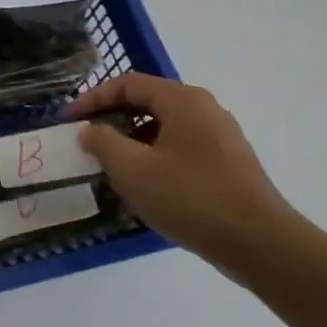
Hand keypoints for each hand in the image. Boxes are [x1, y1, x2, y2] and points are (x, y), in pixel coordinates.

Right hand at [69, 74, 299, 266]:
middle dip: (111, 119)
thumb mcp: (132, 169)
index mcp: (183, 101)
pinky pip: (178, 148)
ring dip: (130, 141)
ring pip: (162, 128)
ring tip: (107, 166)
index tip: (68, 121)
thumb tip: (90, 130)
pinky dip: (152, 157)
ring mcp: (218, 137)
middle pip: (147, 103)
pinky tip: (140, 184)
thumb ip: (103, 142)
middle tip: (85, 141)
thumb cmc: (190, 197)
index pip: (128, 84)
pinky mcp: (225, 164)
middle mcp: (204, 110)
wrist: (258, 242)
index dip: (92, 99)